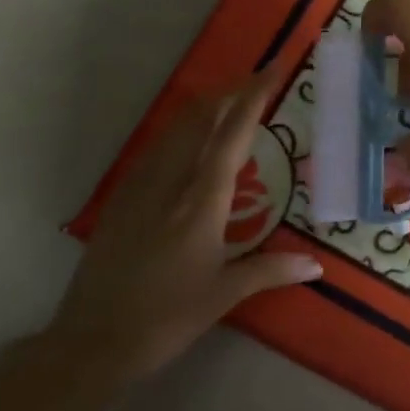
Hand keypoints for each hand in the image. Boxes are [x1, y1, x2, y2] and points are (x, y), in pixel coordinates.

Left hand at [60, 69, 321, 377]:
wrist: (93, 339)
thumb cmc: (166, 318)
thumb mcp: (224, 295)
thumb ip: (271, 270)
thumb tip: (316, 266)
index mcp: (201, 202)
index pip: (232, 136)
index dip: (253, 98)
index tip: (272, 70)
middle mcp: (170, 182)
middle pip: (200, 119)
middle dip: (229, 92)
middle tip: (257, 80)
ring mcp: (140, 186)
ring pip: (175, 129)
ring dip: (204, 107)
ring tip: (229, 100)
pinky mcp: (122, 198)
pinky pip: (157, 148)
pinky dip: (182, 130)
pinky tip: (189, 139)